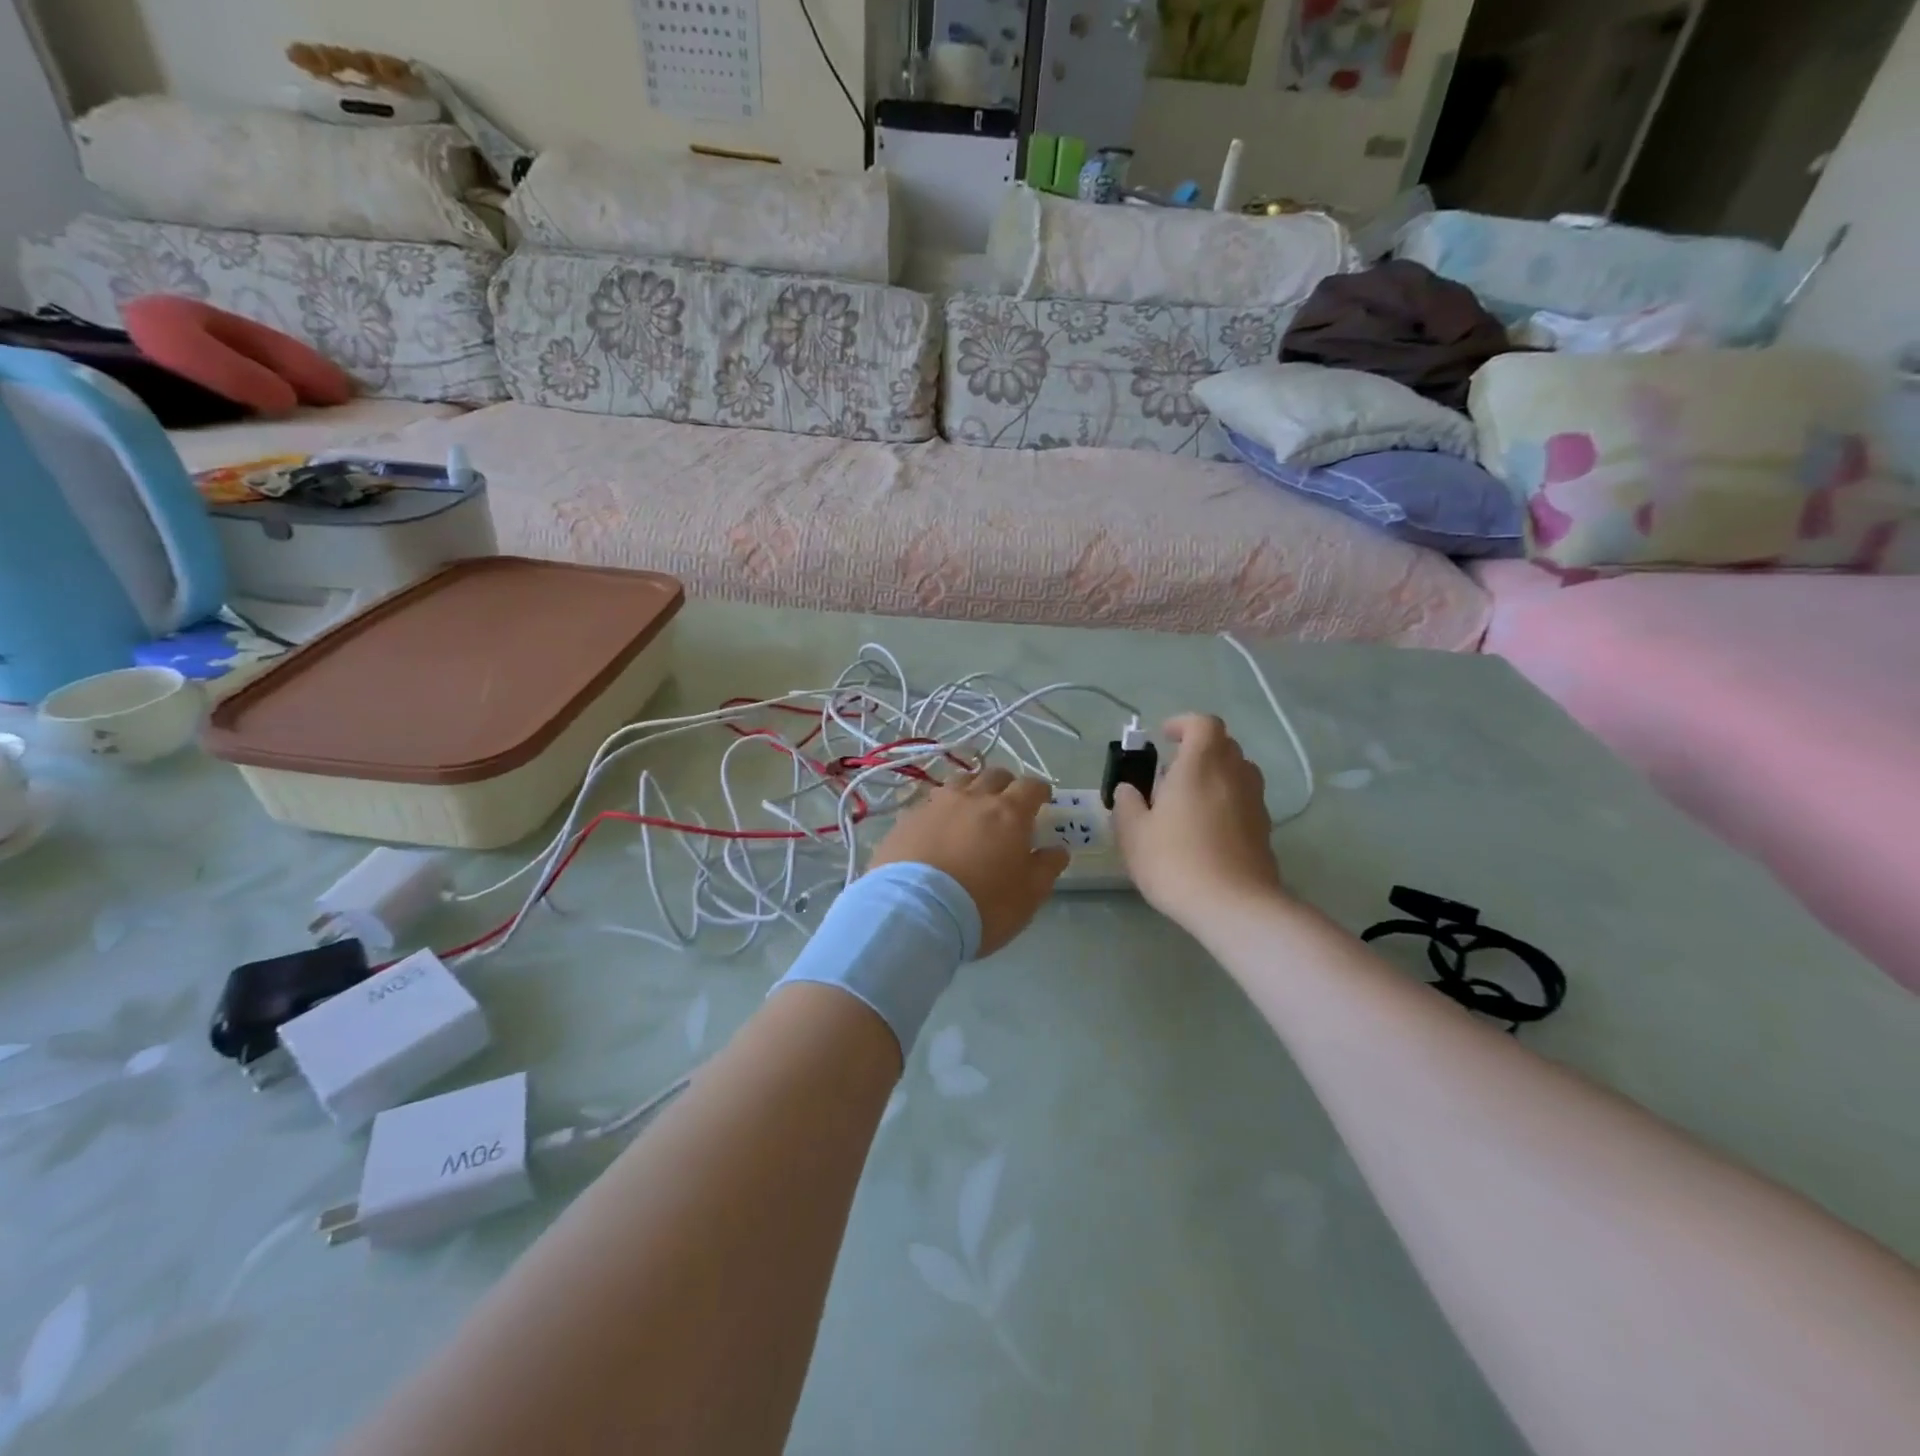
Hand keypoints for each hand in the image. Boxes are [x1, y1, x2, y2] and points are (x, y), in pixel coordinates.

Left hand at [870, 767, 1069, 955]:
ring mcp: (936, 804)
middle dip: (1006, 784)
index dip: (1040, 791)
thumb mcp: (1028, 895)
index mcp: (1009, 813)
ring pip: (959, 781)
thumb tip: (1057, 849)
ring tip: (971, 806)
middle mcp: (973, 798)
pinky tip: (937, 825)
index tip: (1043, 800)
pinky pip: (929, 802)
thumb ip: (1046, 868)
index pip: (1031, 787)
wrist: (915, 912)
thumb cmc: (984, 905)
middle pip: (994, 775)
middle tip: (1008, 802)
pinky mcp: (907, 818)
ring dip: (971, 788)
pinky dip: (940, 808)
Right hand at [1111, 714, 1284, 925]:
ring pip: (1238, 772)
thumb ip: (1128, 804)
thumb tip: (1129, 789)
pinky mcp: (1264, 828)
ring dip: (1215, 775)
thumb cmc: (1175, 861)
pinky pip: (1244, 800)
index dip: (1183, 724)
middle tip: (1171, 771)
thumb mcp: (1133, 834)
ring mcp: (1255, 801)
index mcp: (1200, 765)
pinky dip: (1227, 801)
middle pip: (1223, 745)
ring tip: (1189, 800)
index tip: (1164, 737)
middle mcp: (1233, 774)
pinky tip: (1207, 830)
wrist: (1234, 906)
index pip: (1203, 724)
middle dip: (1198, 749)